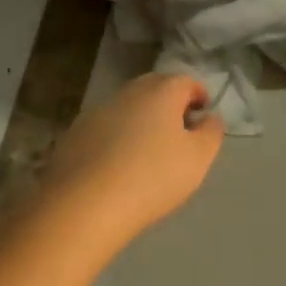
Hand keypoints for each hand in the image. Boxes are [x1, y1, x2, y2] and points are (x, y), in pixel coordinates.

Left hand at [36, 73, 224, 243]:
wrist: (86, 204)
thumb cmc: (153, 177)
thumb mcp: (198, 158)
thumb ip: (211, 133)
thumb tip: (209, 117)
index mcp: (160, 92)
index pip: (185, 81)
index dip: (198, 94)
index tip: (203, 113)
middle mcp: (127, 93)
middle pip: (153, 88)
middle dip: (169, 102)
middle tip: (178, 128)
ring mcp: (97, 111)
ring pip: (127, 107)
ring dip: (141, 119)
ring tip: (148, 148)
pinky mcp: (75, 133)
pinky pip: (104, 127)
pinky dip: (116, 136)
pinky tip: (118, 163)